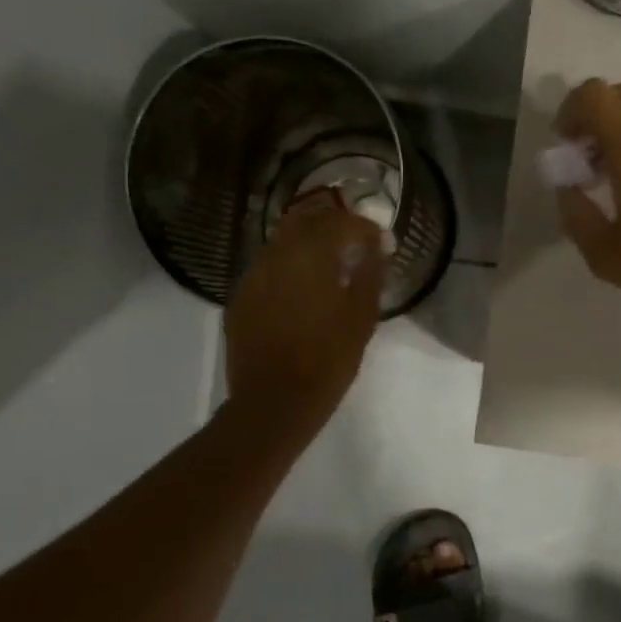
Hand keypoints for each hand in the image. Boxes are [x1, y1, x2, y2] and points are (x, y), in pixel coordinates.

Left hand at [225, 190, 386, 436]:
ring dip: (307, 244)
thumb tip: (376, 248)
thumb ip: (370, 274)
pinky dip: (287, 268)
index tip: (380, 241)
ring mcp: (252, 275)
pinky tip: (300, 290)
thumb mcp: (362, 318)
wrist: (273, 402)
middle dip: (332, 224)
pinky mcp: (240, 298)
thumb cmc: (327, 359)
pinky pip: (267, 269)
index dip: (364, 227)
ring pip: (282, 242)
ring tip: (328, 265)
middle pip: (305, 220)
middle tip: (353, 242)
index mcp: (310, 254)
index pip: (340, 221)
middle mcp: (276, 254)